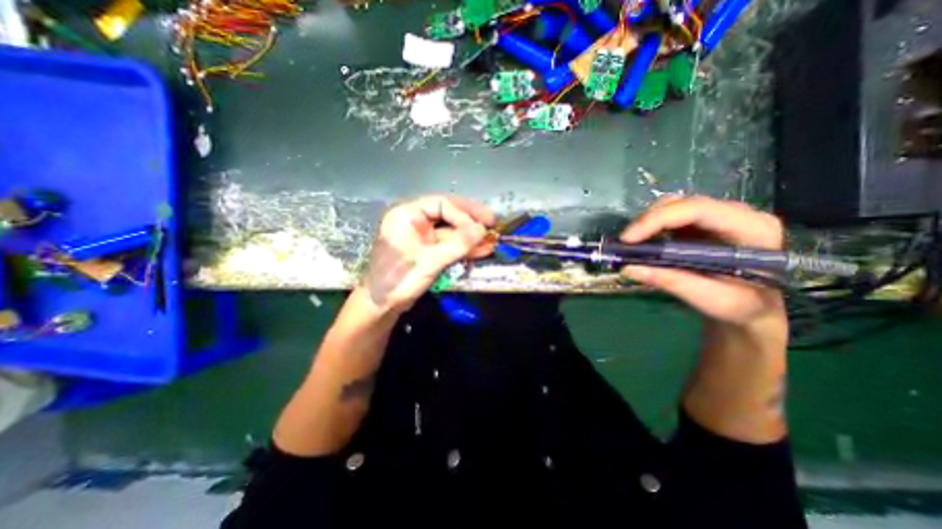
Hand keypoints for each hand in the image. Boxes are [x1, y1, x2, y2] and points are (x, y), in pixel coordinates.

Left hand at [359, 197, 495, 313]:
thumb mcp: (429, 261)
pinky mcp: (428, 252)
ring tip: (491, 241)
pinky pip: (449, 246)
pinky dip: (464, 249)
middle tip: (492, 224)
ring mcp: (423, 237)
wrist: (381, 306)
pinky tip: (481, 251)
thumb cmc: (398, 280)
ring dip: (470, 238)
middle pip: (448, 214)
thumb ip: (456, 244)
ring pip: (451, 232)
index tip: (481, 226)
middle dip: (470, 222)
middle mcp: (415, 222)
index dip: (463, 214)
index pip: (441, 205)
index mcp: (407, 215)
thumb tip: (482, 230)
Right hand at [620, 197, 788, 335]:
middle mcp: (735, 214)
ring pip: (672, 206)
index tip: (628, 239)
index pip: (697, 209)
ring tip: (631, 245)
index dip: (657, 219)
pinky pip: (669, 216)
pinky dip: (650, 228)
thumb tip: (628, 268)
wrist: (753, 308)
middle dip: (647, 221)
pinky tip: (642, 244)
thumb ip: (673, 282)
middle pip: (682, 203)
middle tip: (625, 244)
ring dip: (646, 223)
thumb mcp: (713, 300)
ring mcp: (716, 216)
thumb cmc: (743, 307)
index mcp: (751, 228)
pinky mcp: (701, 224)